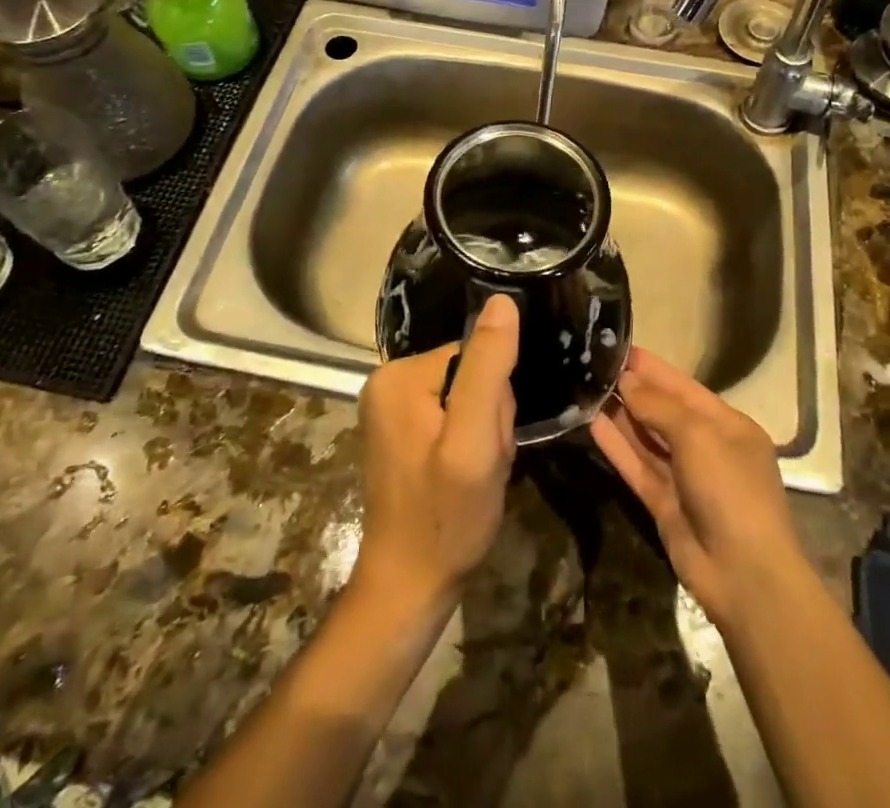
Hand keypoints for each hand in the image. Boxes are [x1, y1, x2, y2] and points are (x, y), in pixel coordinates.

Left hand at [351, 295, 519, 617]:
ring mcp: (390, 407)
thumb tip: (502, 301)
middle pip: (469, 374)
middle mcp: (387, 381)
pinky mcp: (400, 431)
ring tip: (472, 474)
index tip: (488, 442)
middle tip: (480, 463)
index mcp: (399, 375)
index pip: (474, 356)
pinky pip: (451, 417)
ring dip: (481, 433)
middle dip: (488, 417)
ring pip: (465, 397)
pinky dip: (467, 444)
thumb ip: (489, 368)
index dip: (495, 399)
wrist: (410, 588)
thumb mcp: (475, 440)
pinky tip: (460, 477)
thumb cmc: (446, 517)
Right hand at [591, 346, 806, 627]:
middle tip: (594, 366)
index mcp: (728, 425)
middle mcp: (707, 447)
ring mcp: (685, 478)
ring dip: (621, 416)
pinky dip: (617, 447)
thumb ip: (658, 406)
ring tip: (586, 389)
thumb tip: (627, 382)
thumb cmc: (730, 489)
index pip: (684, 387)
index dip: (653, 369)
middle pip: (664, 411)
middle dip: (633, 390)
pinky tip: (592, 424)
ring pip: (647, 439)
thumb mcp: (698, 435)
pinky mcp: (664, 504)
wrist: (743, 574)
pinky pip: (637, 467)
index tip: (619, 349)